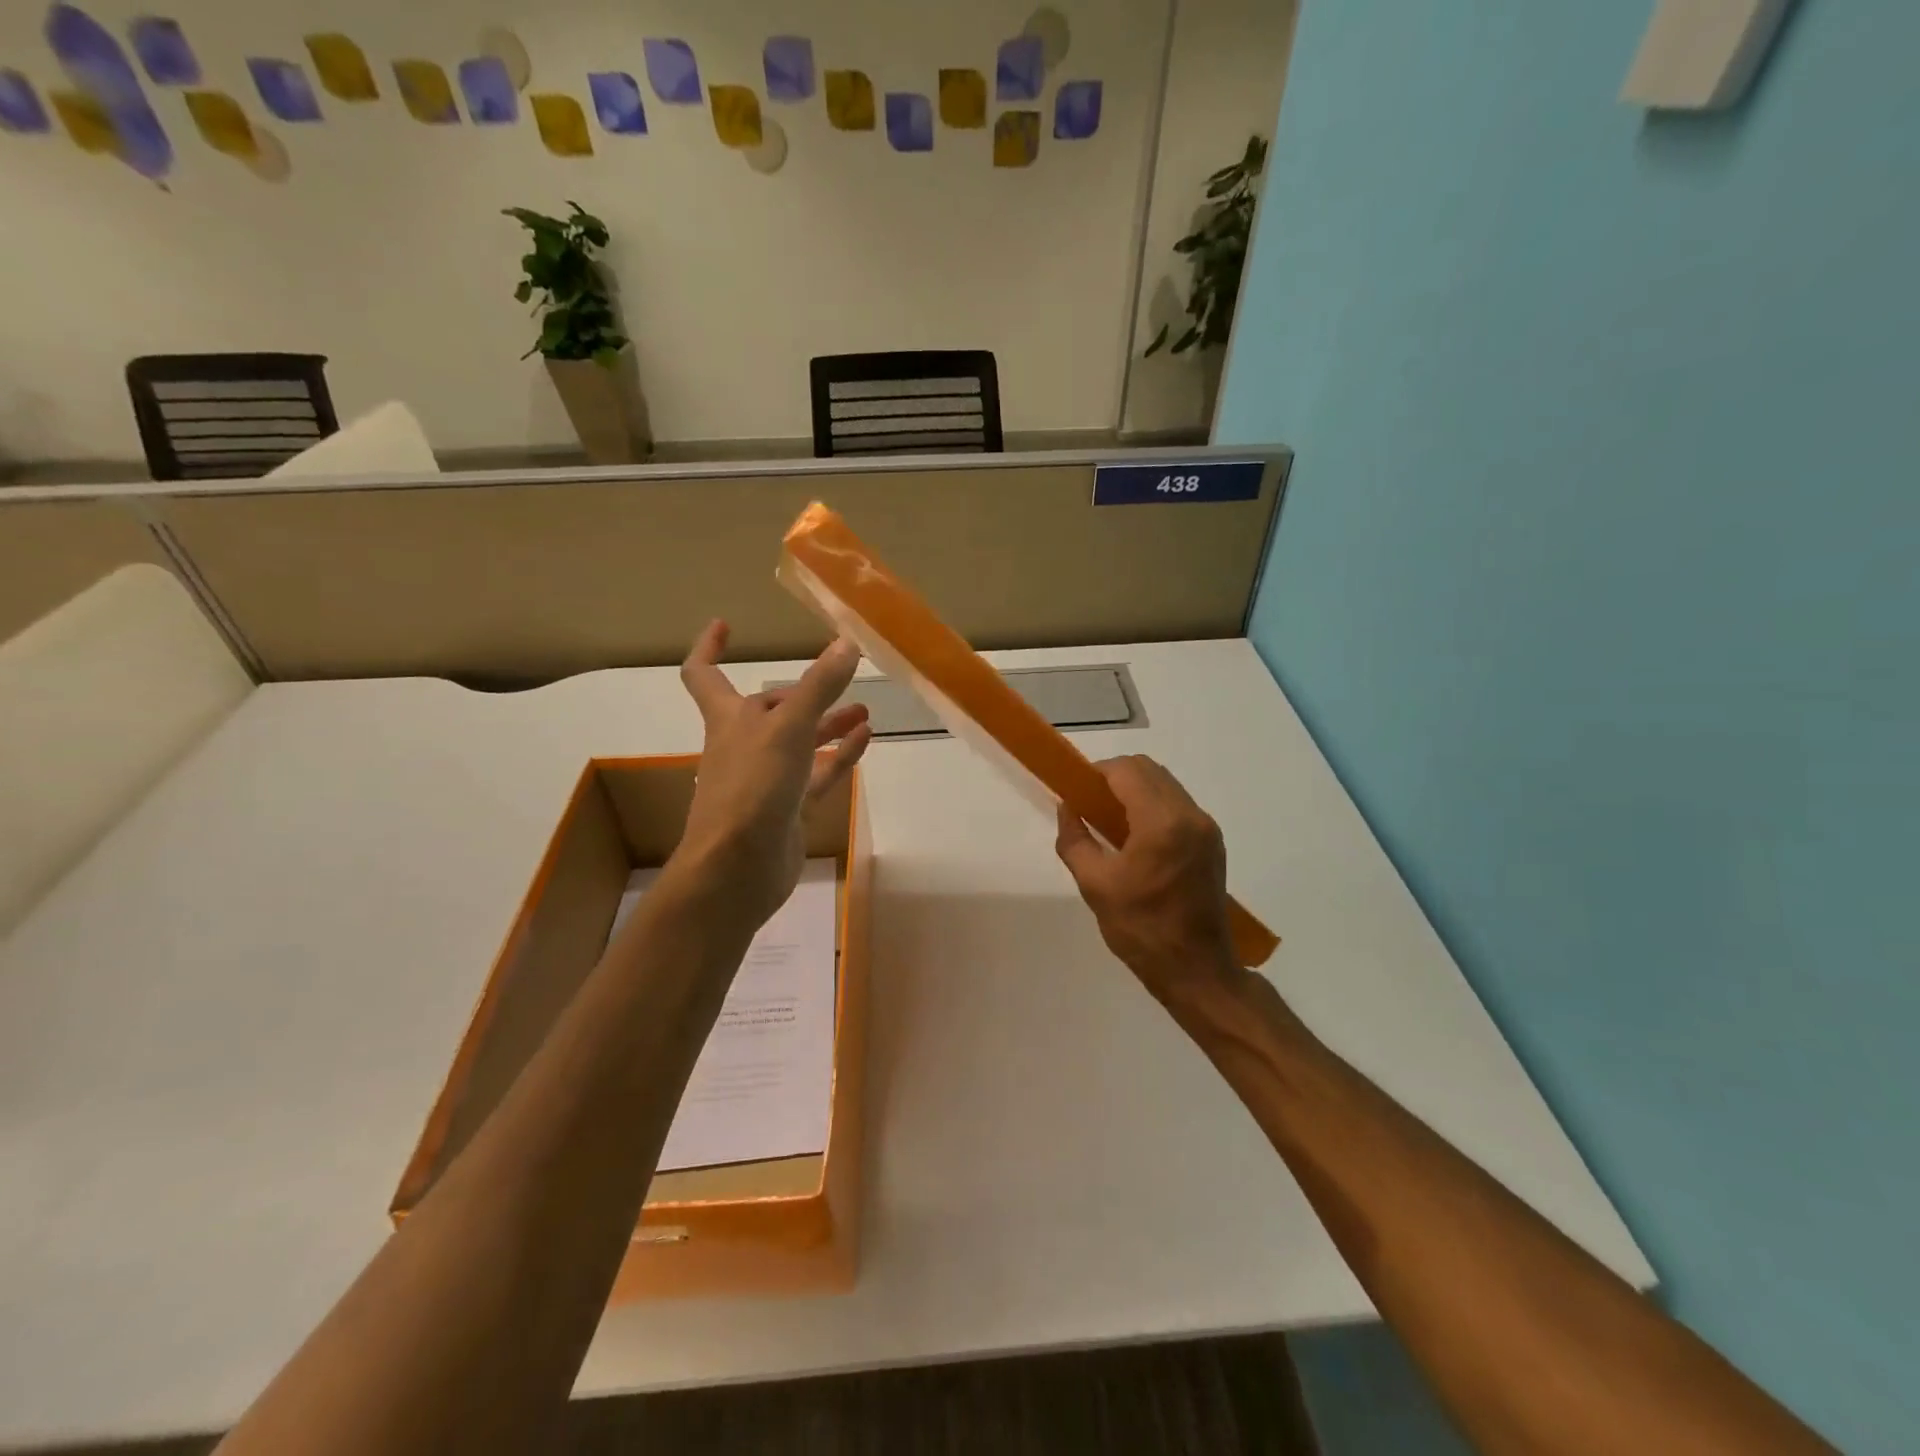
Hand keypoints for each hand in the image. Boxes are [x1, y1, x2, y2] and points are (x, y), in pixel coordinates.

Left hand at [674, 621, 872, 927]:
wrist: (738, 869)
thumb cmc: (752, 787)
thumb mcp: (788, 728)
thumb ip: (820, 687)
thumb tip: (847, 642)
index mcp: (729, 718)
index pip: (704, 674)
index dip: (710, 647)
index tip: (725, 625)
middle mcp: (744, 744)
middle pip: (770, 708)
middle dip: (801, 692)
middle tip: (841, 678)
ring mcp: (766, 779)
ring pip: (799, 742)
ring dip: (827, 723)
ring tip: (864, 710)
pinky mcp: (787, 809)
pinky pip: (817, 774)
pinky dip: (838, 756)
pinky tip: (865, 740)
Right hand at [1055, 756, 1241, 1012]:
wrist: (1196, 970)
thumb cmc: (1141, 929)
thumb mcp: (1094, 885)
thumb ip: (1075, 839)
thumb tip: (1067, 807)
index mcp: (1162, 823)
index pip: (1127, 771)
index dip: (1097, 772)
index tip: (1076, 790)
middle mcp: (1190, 816)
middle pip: (1148, 770)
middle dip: (1115, 777)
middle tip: (1089, 804)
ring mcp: (1206, 828)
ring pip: (1165, 785)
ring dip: (1135, 790)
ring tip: (1110, 821)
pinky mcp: (1212, 842)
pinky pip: (1177, 806)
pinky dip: (1152, 806)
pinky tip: (1134, 837)